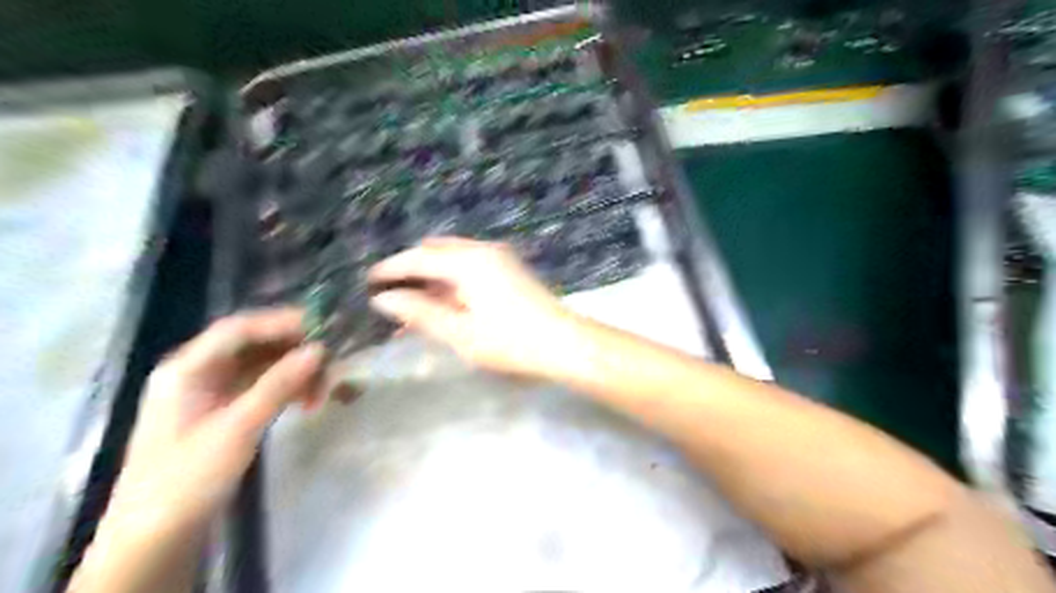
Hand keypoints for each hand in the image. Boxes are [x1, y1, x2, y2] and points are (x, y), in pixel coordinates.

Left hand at [111, 311, 324, 533]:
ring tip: (325, 389)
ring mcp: (212, 392)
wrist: (157, 535)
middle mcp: (198, 372)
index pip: (238, 329)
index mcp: (187, 368)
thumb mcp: (238, 428)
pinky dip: (288, 390)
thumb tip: (319, 350)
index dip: (280, 322)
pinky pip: (263, 387)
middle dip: (294, 351)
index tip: (321, 326)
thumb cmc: (189, 476)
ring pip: (263, 367)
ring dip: (296, 373)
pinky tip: (310, 401)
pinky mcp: (225, 411)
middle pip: (253, 346)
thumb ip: (279, 384)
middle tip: (332, 359)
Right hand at [367, 235, 585, 375]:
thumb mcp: (459, 332)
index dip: (390, 269)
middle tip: (390, 295)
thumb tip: (383, 300)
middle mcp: (482, 250)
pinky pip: (470, 269)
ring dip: (431, 280)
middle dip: (411, 272)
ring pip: (453, 261)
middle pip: (435, 253)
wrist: (565, 344)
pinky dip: (451, 283)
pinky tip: (442, 307)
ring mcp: (499, 258)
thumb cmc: (510, 342)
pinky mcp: (510, 270)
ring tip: (412, 309)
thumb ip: (419, 312)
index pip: (418, 258)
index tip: (367, 281)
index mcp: (468, 261)